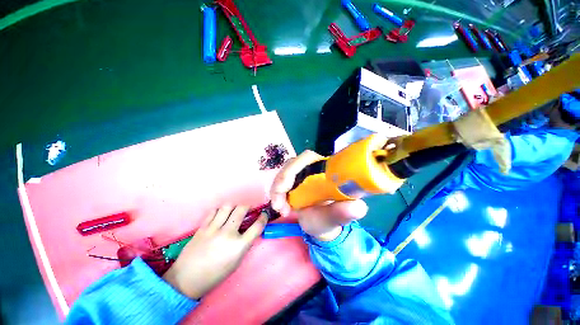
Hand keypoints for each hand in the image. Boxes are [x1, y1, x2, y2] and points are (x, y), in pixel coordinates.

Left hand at [162, 205, 266, 298]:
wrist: (186, 280)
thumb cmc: (215, 275)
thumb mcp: (236, 262)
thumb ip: (244, 244)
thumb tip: (249, 230)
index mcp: (239, 246)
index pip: (257, 226)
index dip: (263, 217)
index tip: (263, 214)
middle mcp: (228, 234)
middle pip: (242, 209)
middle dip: (248, 205)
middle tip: (248, 207)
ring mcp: (214, 229)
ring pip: (228, 206)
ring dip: (234, 205)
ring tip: (234, 209)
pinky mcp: (202, 227)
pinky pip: (214, 211)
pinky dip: (220, 210)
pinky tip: (220, 214)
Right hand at [270, 150, 367, 240]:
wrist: (320, 223)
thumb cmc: (329, 220)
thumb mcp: (335, 219)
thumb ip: (343, 214)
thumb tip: (358, 207)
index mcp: (327, 170)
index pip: (309, 157)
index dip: (295, 167)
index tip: (286, 188)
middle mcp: (314, 168)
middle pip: (293, 163)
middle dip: (282, 182)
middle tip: (279, 205)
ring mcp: (302, 173)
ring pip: (284, 171)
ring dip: (277, 189)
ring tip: (280, 208)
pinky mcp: (294, 179)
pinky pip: (281, 180)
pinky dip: (276, 192)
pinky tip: (279, 205)